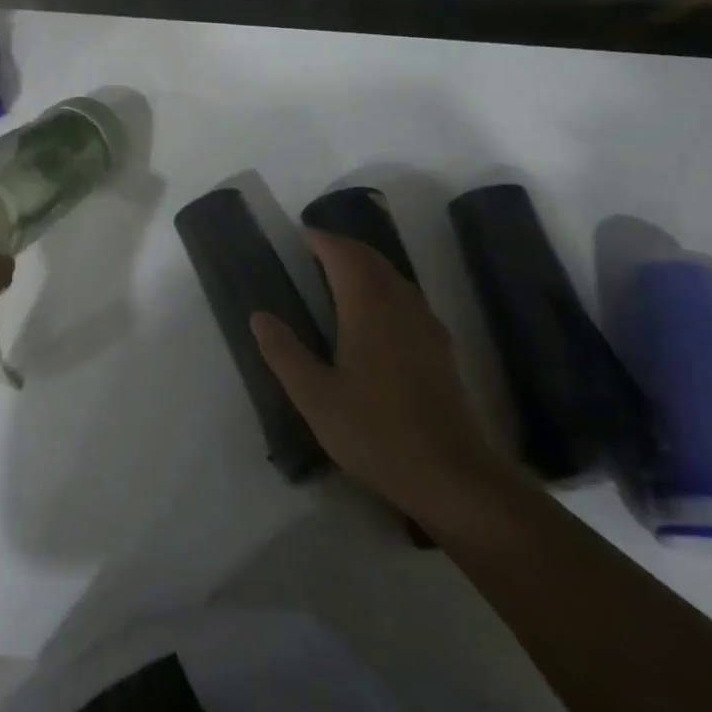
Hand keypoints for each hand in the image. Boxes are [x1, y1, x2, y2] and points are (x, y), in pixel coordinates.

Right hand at [252, 230, 517, 519]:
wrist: (452, 477)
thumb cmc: (376, 432)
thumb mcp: (315, 397)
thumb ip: (284, 352)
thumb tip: (259, 316)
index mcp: (367, 306)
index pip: (343, 254)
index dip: (321, 240)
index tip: (300, 235)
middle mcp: (400, 304)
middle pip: (371, 259)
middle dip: (343, 247)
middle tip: (314, 250)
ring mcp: (426, 325)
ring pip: (394, 277)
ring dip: (366, 266)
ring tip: (339, 275)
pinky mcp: (441, 348)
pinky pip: (408, 298)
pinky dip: (385, 288)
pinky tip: (377, 315)